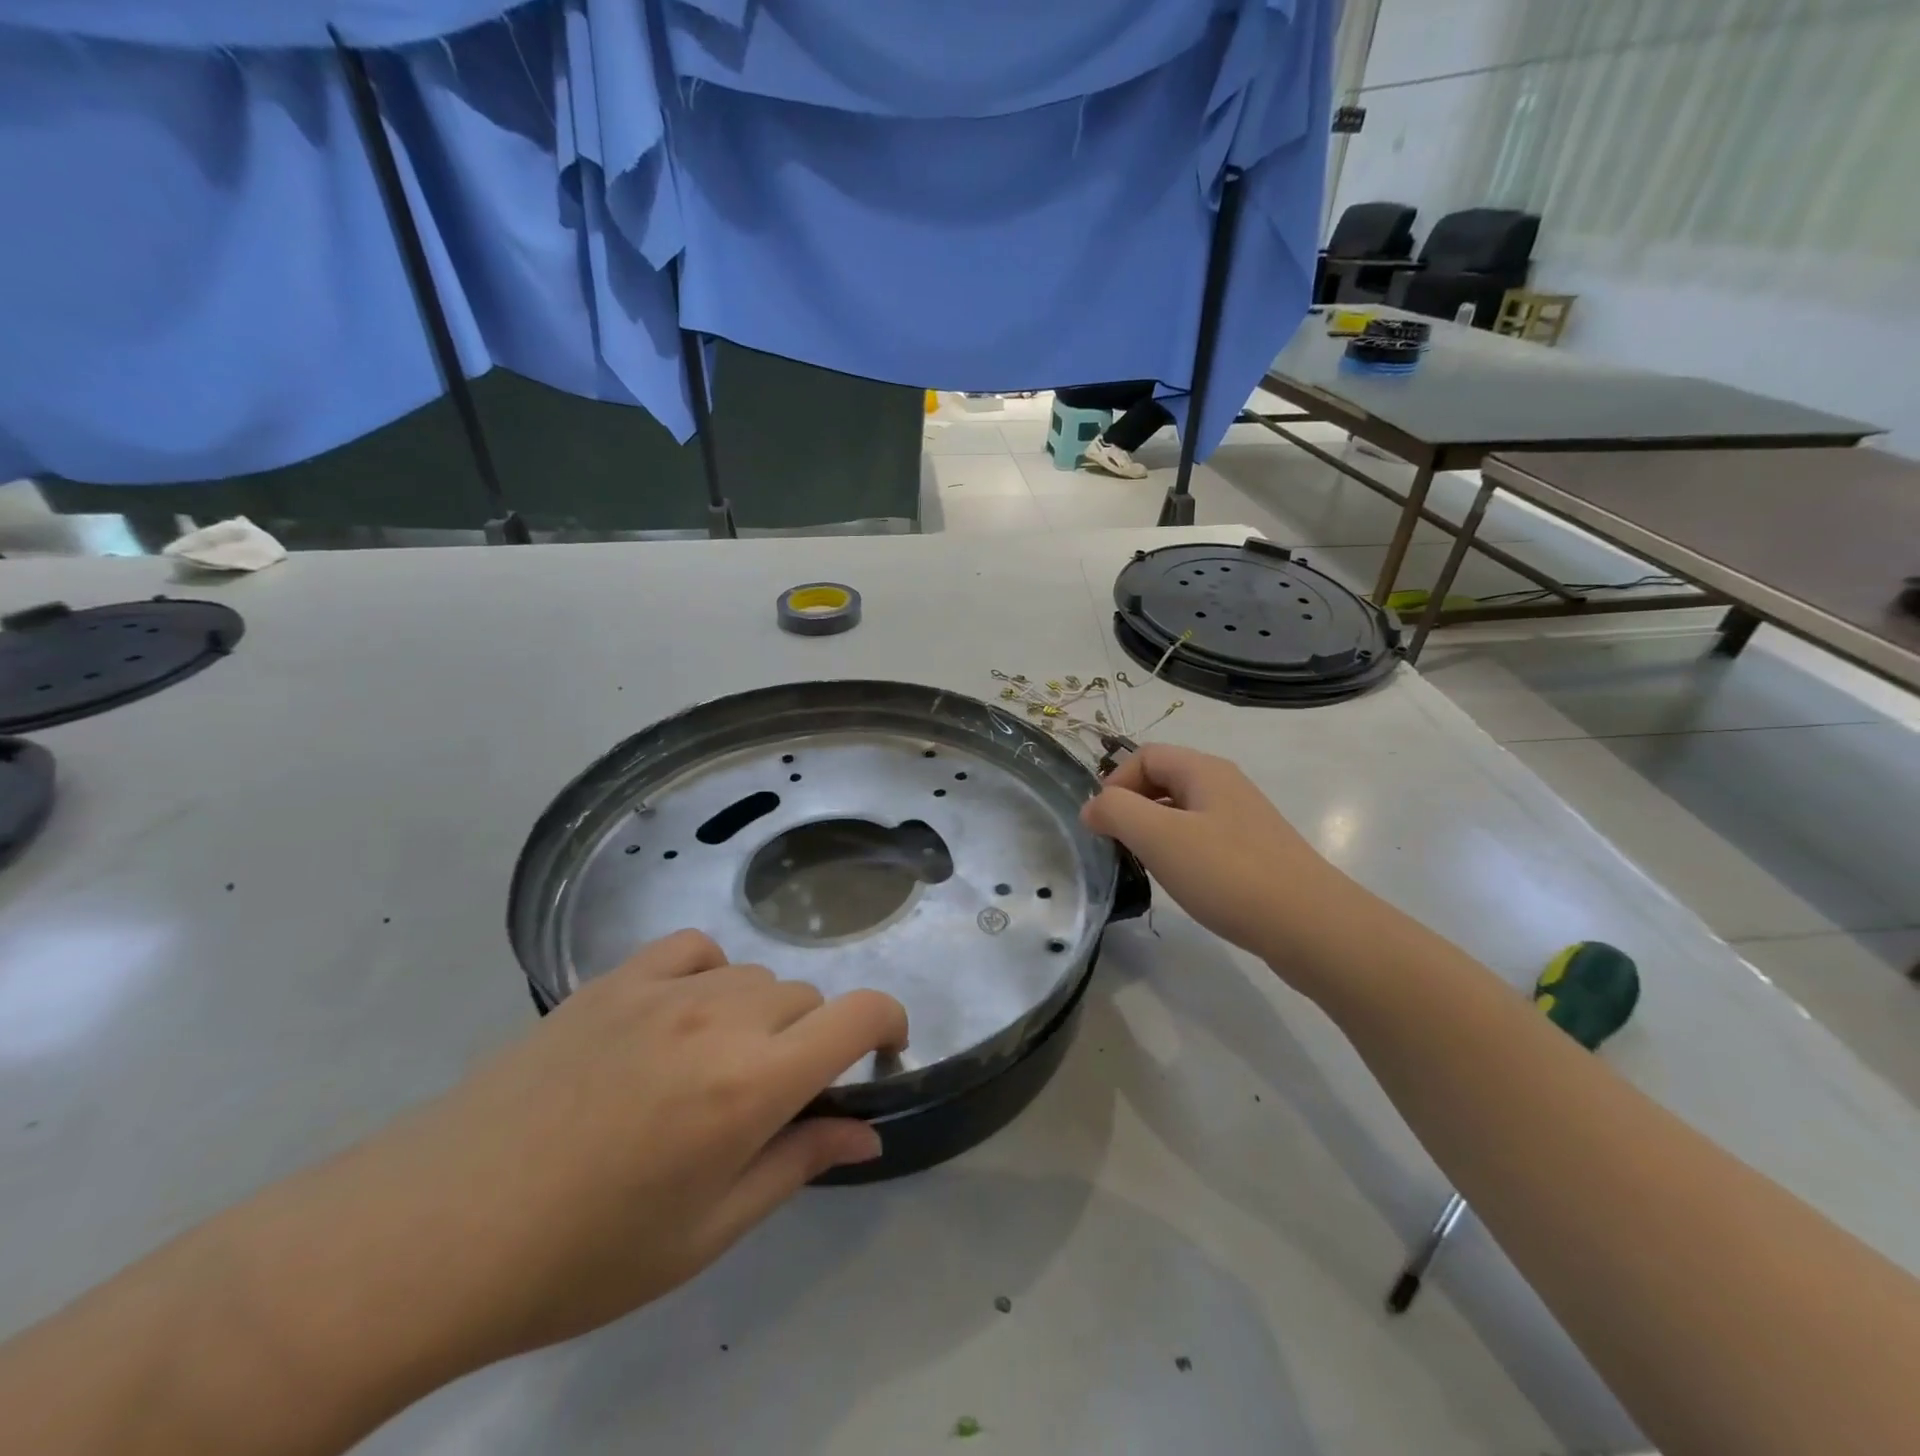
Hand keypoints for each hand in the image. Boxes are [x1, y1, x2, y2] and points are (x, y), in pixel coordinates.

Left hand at [303, 930, 907, 1367]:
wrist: (436, 1230)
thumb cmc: (582, 1255)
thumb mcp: (707, 1231)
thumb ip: (798, 1164)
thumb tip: (867, 1133)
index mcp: (751, 1086)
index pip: (857, 1015)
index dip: (889, 1023)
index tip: (884, 1053)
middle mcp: (720, 1019)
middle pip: (805, 1000)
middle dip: (810, 1043)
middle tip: (771, 1100)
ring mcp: (664, 990)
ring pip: (755, 977)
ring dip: (761, 1017)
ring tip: (714, 1070)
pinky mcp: (615, 979)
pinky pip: (695, 950)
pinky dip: (711, 975)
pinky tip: (681, 1016)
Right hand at [1082, 743, 1349, 965]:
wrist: (1311, 927)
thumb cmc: (1228, 873)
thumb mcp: (1158, 837)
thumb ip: (1116, 812)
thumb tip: (1092, 807)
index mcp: (1204, 771)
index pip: (1144, 755)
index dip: (1115, 783)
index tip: (1102, 825)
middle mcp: (1225, 786)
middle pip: (1163, 780)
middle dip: (1132, 808)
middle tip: (1119, 846)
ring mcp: (1243, 821)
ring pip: (1182, 812)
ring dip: (1154, 832)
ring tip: (1145, 866)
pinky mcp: (1254, 854)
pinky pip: (1203, 839)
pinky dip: (1180, 853)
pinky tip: (1181, 882)